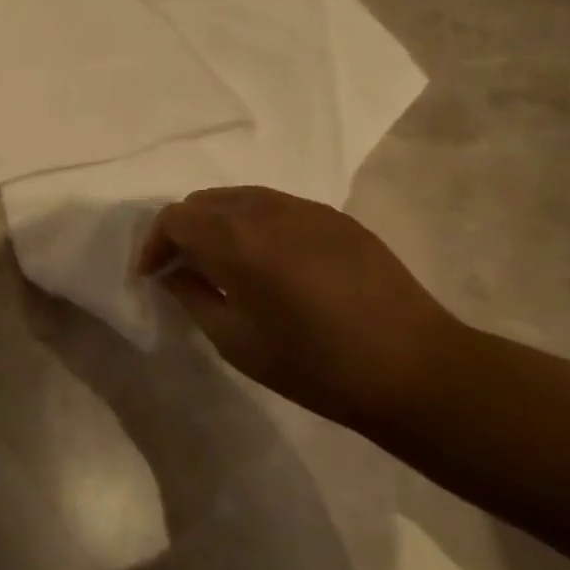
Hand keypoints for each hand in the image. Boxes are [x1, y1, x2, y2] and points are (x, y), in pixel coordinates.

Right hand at [138, 187, 465, 430]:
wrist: (417, 371)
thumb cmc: (314, 364)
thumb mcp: (235, 340)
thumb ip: (192, 295)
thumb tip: (173, 272)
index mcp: (236, 239)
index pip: (174, 218)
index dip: (154, 244)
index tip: (153, 275)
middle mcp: (266, 210)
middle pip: (204, 201)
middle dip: (183, 230)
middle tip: (183, 269)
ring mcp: (306, 209)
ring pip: (241, 198)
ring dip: (219, 224)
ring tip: (224, 264)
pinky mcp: (336, 218)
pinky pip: (277, 207)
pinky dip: (255, 225)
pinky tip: (270, 263)